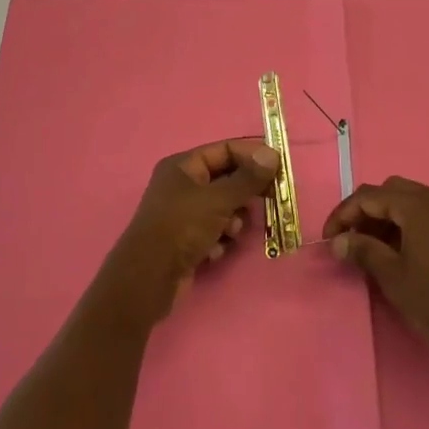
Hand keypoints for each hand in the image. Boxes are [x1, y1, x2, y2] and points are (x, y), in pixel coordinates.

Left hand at [95, 139, 280, 329]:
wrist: (148, 279)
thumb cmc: (181, 228)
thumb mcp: (218, 200)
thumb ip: (247, 178)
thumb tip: (273, 154)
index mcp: (183, 166)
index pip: (225, 150)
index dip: (252, 156)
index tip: (279, 168)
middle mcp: (181, 185)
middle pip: (226, 179)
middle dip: (245, 192)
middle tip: (269, 200)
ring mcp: (183, 213)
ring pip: (223, 207)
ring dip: (233, 219)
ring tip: (231, 231)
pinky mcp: (186, 239)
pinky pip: (214, 230)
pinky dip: (219, 238)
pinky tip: (215, 250)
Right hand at [323, 177, 428, 367]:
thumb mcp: (392, 276)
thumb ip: (363, 250)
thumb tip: (339, 241)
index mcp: (418, 205)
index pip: (370, 196)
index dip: (344, 214)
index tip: (330, 239)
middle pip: (392, 191)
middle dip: (367, 211)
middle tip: (353, 240)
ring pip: (413, 201)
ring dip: (389, 217)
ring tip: (376, 249)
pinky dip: (412, 224)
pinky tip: (406, 252)